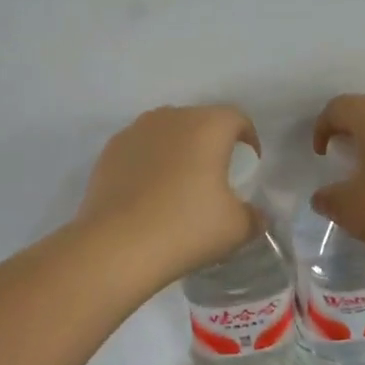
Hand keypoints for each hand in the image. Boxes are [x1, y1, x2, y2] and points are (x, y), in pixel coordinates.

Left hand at [76, 105, 260, 282]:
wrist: (117, 246)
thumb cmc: (186, 228)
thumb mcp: (236, 229)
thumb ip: (253, 217)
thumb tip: (256, 217)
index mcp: (207, 126)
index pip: (237, 119)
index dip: (248, 139)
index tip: (249, 163)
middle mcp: (171, 118)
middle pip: (199, 121)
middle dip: (211, 143)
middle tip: (216, 175)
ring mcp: (135, 132)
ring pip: (167, 133)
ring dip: (178, 151)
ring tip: (180, 184)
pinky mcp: (109, 152)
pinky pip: (140, 149)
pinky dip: (150, 163)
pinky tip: (150, 194)